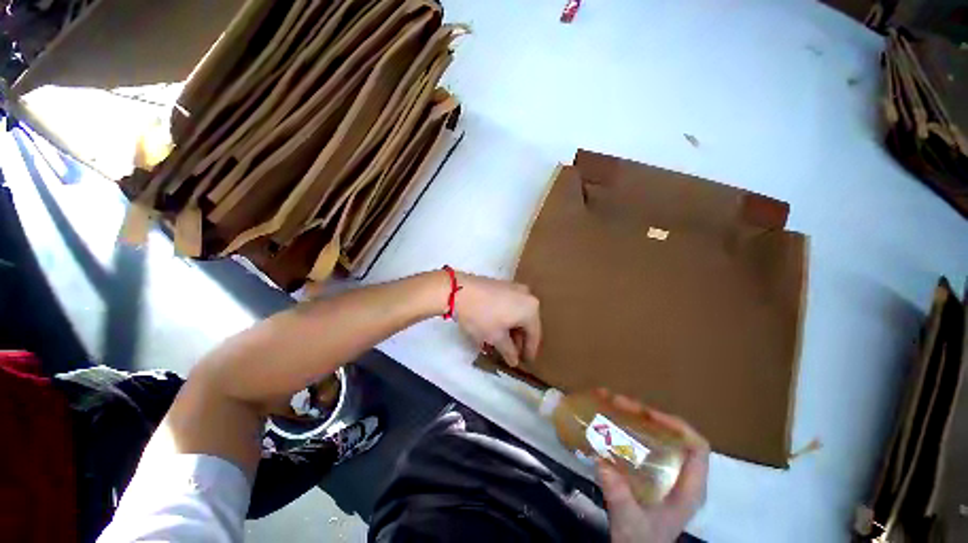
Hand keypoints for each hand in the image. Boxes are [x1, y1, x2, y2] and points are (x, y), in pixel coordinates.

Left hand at [453, 271, 540, 366]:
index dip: (530, 351)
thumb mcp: (496, 338)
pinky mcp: (504, 285)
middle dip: (520, 340)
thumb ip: (509, 351)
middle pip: (527, 322)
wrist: (459, 291)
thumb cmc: (482, 316)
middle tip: (513, 354)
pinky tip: (498, 326)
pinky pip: (511, 305)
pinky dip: (507, 317)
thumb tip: (514, 361)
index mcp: (531, 309)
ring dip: (513, 329)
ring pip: (518, 313)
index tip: (526, 362)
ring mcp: (515, 288)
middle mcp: (528, 295)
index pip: (534, 335)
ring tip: (503, 342)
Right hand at [595, 391, 709, 542]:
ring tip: (610, 404)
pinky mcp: (648, 471)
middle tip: (618, 403)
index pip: (697, 448)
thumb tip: (601, 461)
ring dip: (634, 417)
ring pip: (655, 435)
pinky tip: (609, 421)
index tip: (648, 414)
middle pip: (672, 435)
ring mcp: (664, 472)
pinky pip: (641, 442)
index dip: (677, 426)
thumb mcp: (631, 522)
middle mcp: (679, 475)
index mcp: (688, 488)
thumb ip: (620, 496)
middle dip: (645, 415)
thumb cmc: (641, 540)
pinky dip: (626, 428)